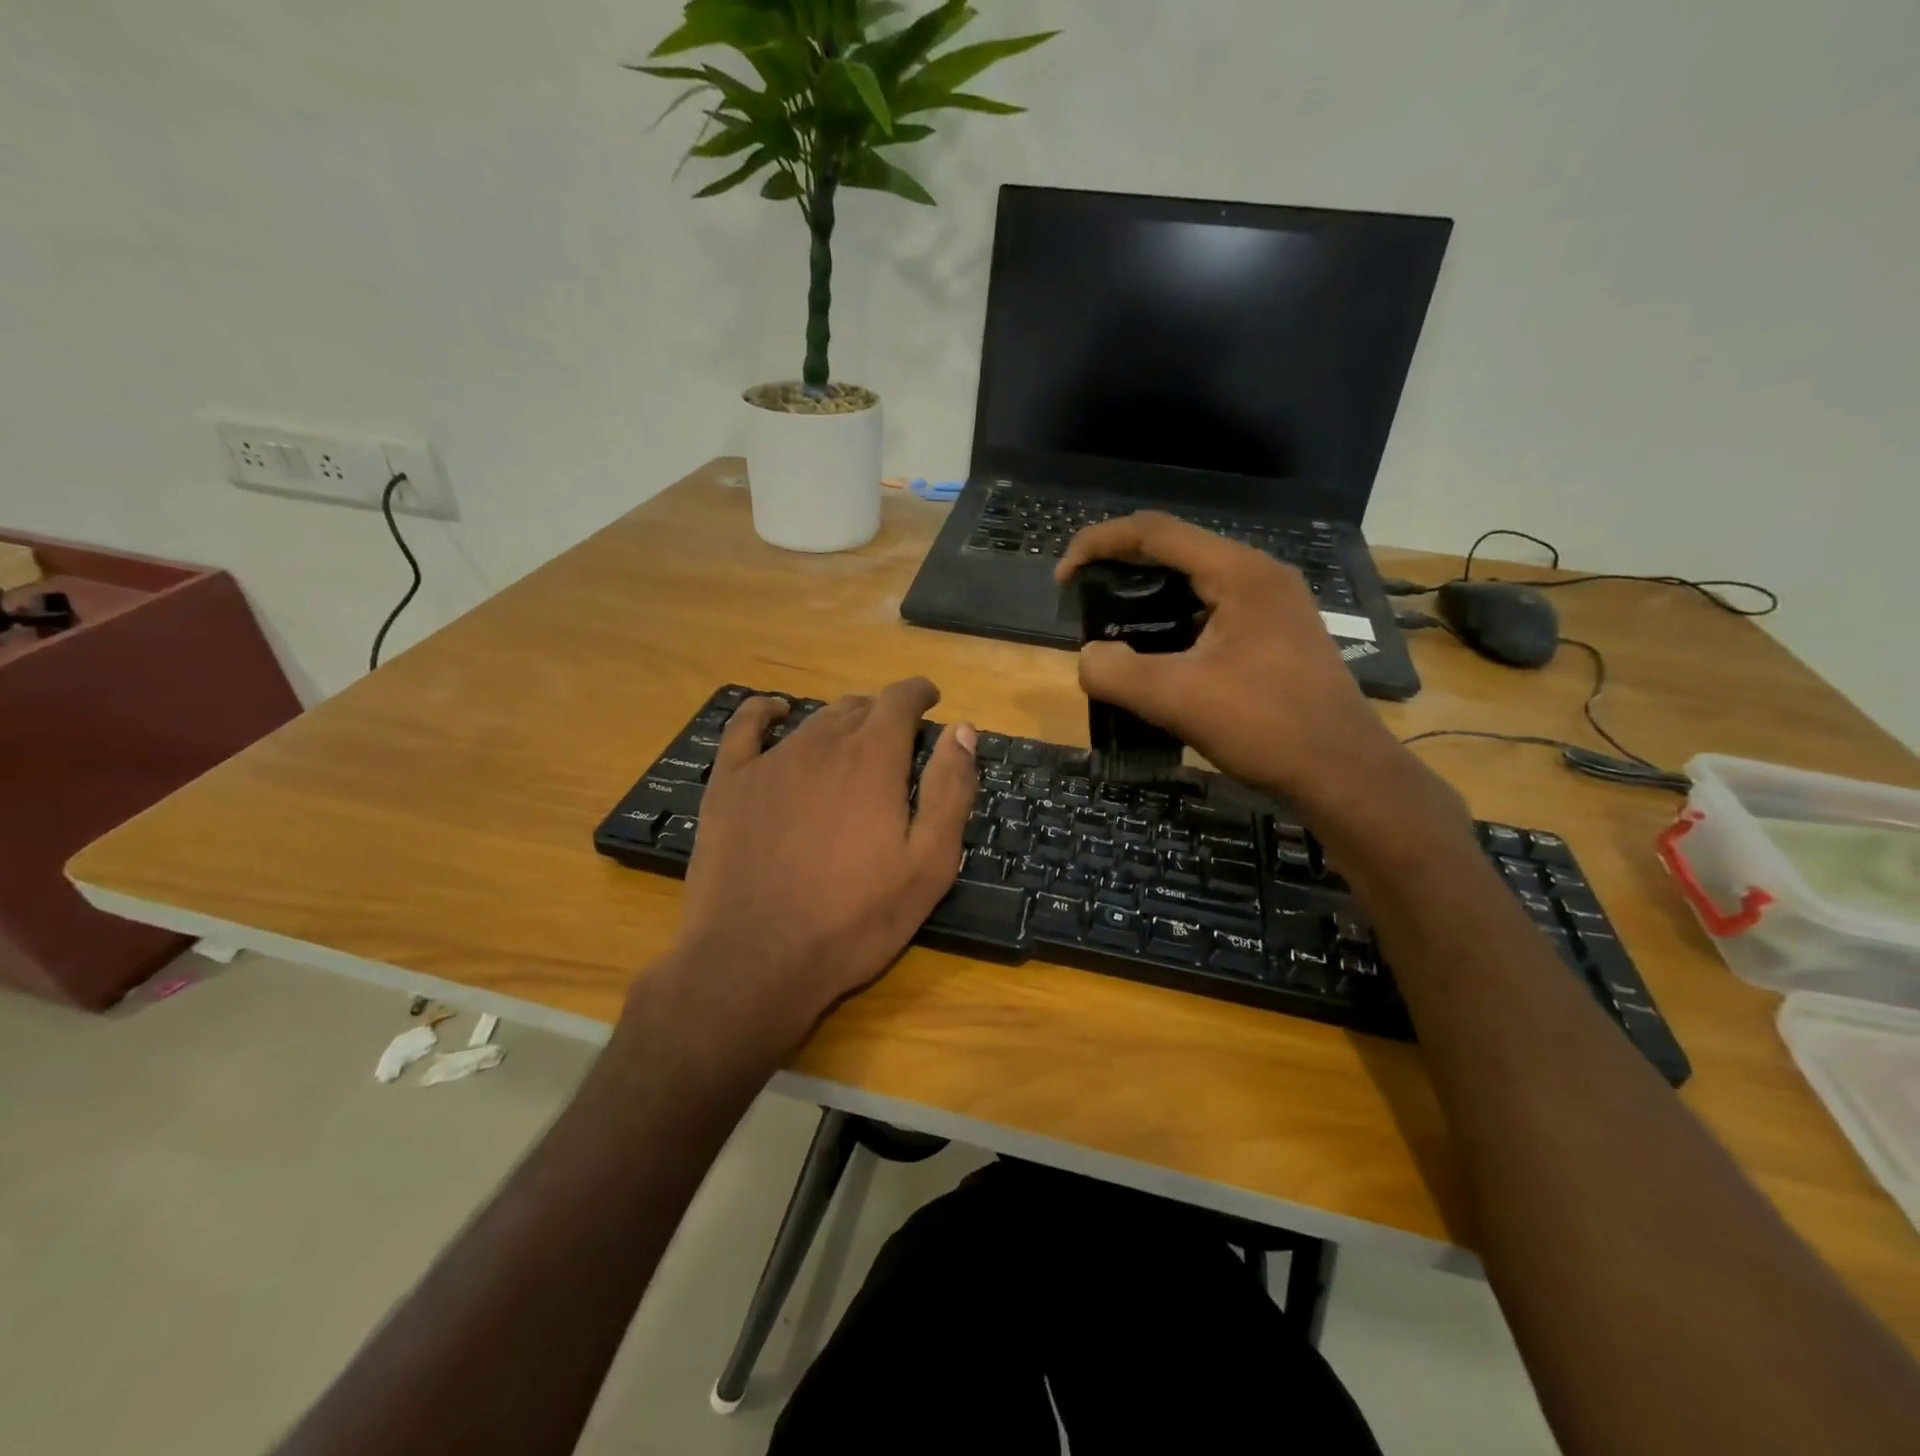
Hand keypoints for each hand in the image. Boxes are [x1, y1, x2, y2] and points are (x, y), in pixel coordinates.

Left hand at [659, 678, 976, 1052]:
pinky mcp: (729, 783)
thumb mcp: (928, 865)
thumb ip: (949, 791)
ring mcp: (769, 761)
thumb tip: (962, 730)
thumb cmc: (854, 920)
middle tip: (896, 741)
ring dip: (839, 721)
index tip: (930, 700)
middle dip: (882, 715)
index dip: (918, 694)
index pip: (900, 702)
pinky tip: (775, 712)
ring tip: (851, 738)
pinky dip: (765, 712)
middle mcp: (821, 744)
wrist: (755, 960)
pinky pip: (744, 727)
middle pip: (857, 708)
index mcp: (873, 759)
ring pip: (813, 721)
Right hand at [1056, 512, 1417, 815]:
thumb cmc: (1267, 727)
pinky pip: (1210, 612)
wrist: (1344, 775)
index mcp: (1240, 573)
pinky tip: (1153, 655)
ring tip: (1110, 628)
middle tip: (1082, 600)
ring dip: (1146, 597)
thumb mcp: (1177, 699)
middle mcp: (1258, 576)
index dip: (1098, 544)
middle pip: (1174, 551)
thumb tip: (1088, 658)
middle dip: (1119, 568)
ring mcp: (1271, 606)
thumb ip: (1116, 672)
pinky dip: (1172, 622)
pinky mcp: (1273, 636)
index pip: (1155, 532)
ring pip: (1192, 583)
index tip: (1063, 578)